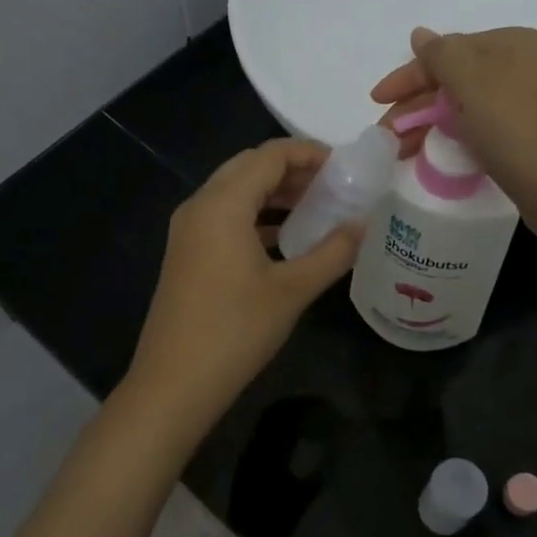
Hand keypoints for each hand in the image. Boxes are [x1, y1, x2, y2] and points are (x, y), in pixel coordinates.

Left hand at [121, 140, 361, 438]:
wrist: (174, 384)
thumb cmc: (235, 331)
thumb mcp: (293, 290)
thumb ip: (333, 251)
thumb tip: (363, 223)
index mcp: (222, 204)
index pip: (270, 155)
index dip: (310, 152)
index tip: (346, 166)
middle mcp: (200, 206)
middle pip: (249, 167)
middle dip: (293, 169)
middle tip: (334, 185)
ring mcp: (188, 230)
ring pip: (236, 192)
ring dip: (275, 193)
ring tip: (318, 208)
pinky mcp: (187, 253)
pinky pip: (225, 217)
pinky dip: (257, 216)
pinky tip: (287, 239)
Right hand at [371, 26, 536, 217]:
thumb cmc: (514, 127)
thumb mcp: (472, 82)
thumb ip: (440, 54)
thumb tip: (420, 34)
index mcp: (511, 44)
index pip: (447, 51)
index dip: (408, 76)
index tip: (376, 100)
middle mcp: (520, 66)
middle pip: (452, 79)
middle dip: (415, 105)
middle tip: (385, 134)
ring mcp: (524, 102)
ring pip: (462, 106)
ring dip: (427, 124)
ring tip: (399, 151)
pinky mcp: (524, 134)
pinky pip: (476, 127)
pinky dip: (450, 136)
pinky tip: (430, 154)